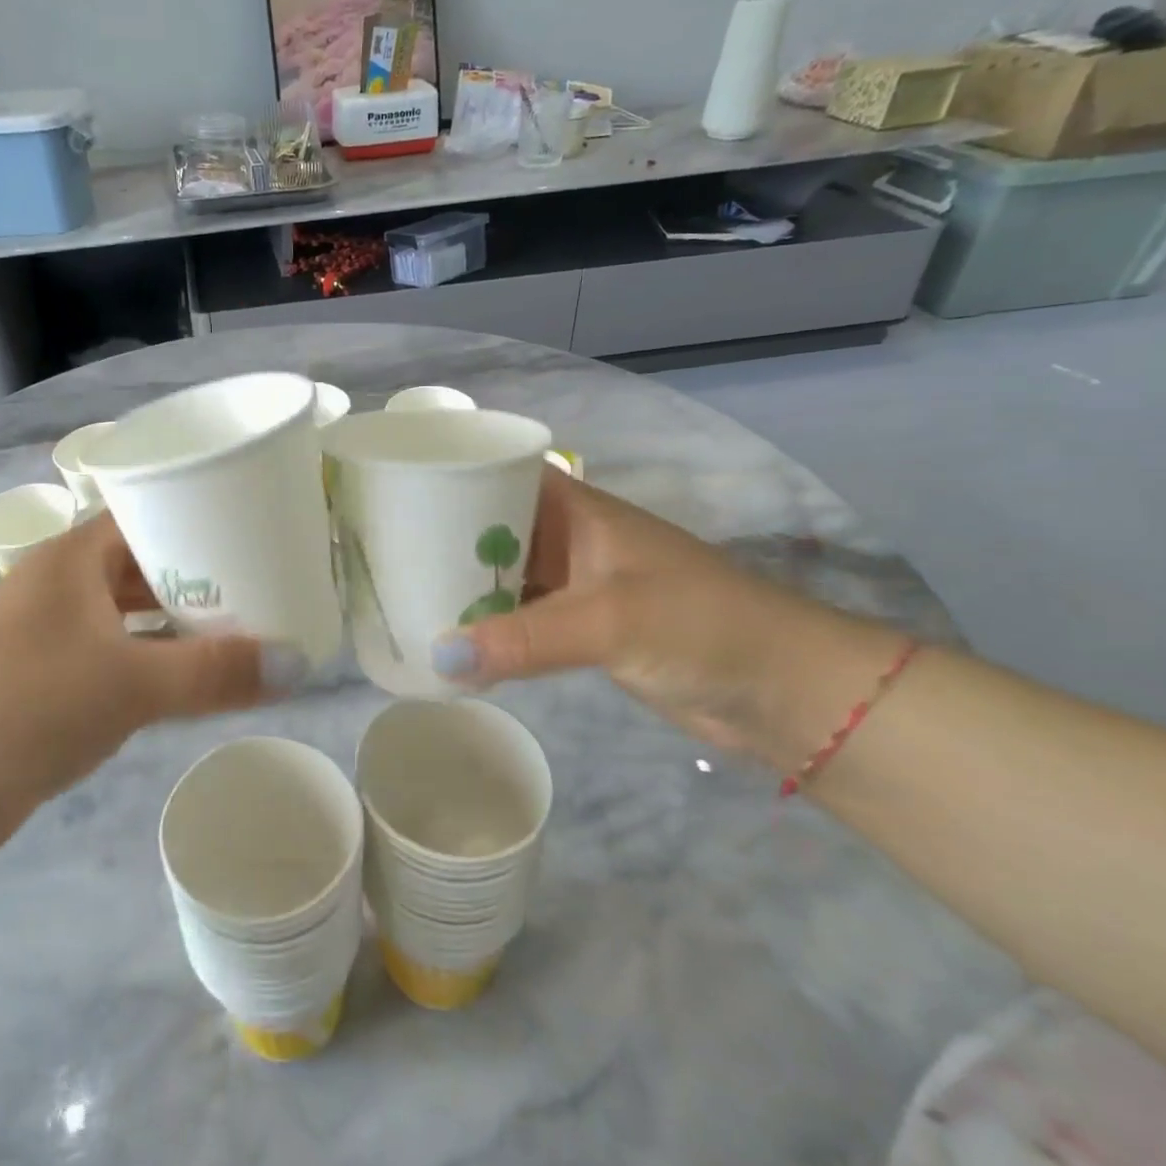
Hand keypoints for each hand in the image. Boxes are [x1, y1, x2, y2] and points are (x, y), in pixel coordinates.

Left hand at [0, 511, 307, 853]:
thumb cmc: (23, 706)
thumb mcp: (128, 684)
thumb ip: (213, 674)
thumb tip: (298, 665)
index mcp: (74, 558)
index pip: (147, 514)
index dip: (199, 515)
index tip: (254, 528)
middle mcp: (63, 586)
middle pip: (144, 565)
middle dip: (200, 575)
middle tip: (265, 582)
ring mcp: (54, 635)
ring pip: (132, 615)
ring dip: (179, 623)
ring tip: (246, 627)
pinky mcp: (51, 682)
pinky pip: (119, 656)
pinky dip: (156, 661)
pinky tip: (196, 677)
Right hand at [431, 468, 897, 760]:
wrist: (782, 689)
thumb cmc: (701, 626)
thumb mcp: (609, 621)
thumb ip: (524, 638)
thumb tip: (437, 656)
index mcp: (576, 510)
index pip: (499, 476)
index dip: (450, 478)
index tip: (396, 493)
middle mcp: (569, 539)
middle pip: (491, 528)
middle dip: (442, 540)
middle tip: (382, 555)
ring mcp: (575, 585)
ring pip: (502, 577)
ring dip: (462, 589)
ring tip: (401, 597)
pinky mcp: (581, 629)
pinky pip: (519, 619)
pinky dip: (489, 629)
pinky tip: (450, 642)